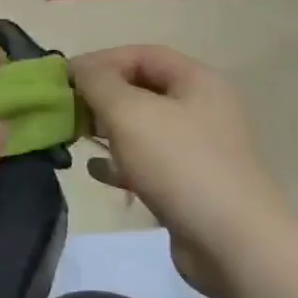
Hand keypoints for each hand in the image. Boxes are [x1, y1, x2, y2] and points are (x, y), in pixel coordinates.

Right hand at [70, 45, 297, 297]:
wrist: (233, 243)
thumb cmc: (180, 164)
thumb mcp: (129, 112)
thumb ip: (97, 82)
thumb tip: (77, 68)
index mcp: (197, 81)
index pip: (141, 54)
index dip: (101, 61)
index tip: (65, 81)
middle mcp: (201, 108)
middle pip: (141, 89)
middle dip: (100, 97)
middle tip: (66, 111)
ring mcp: (198, 148)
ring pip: (141, 127)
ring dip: (106, 130)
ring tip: (75, 139)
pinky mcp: (189, 184)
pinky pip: (147, 162)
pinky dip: (120, 162)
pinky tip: (96, 172)